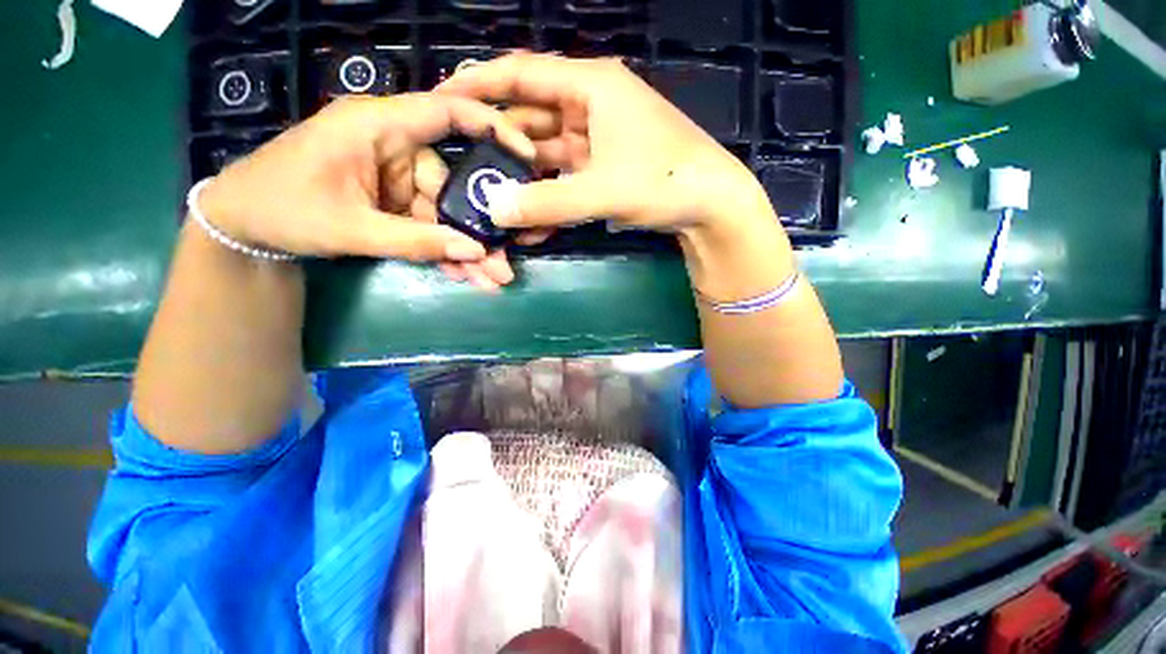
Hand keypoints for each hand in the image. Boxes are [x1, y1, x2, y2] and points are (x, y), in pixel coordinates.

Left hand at [198, 93, 535, 289]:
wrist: (242, 227)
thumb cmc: (282, 209)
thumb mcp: (350, 228)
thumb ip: (415, 241)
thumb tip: (473, 252)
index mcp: (377, 128)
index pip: (446, 113)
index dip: (491, 127)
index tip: (526, 155)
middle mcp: (394, 148)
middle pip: (453, 186)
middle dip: (479, 229)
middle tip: (502, 264)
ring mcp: (395, 179)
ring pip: (445, 214)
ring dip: (466, 249)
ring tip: (490, 279)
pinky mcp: (393, 202)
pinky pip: (429, 226)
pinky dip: (444, 250)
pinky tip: (464, 274)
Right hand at [437, 53, 770, 234]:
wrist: (710, 205)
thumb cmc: (663, 181)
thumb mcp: (601, 190)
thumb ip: (546, 203)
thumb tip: (496, 213)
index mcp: (590, 86)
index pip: (522, 73)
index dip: (480, 83)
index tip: (444, 97)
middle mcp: (590, 105)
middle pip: (530, 116)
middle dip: (499, 143)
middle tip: (465, 166)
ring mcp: (597, 139)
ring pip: (546, 151)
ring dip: (523, 178)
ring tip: (492, 201)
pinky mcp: (603, 167)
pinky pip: (564, 176)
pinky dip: (547, 196)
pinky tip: (531, 222)